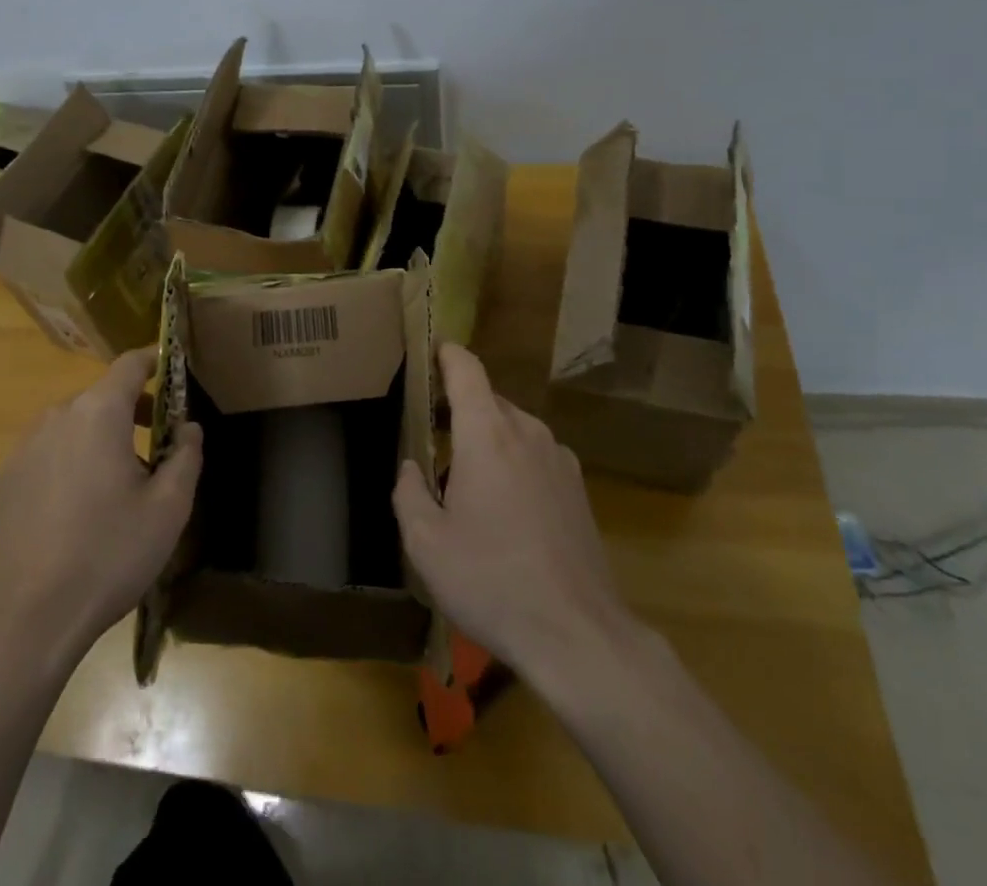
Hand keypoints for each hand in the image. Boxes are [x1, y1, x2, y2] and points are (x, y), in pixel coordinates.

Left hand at [0, 351, 202, 676]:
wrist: (25, 620)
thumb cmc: (108, 555)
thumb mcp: (168, 508)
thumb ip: (186, 455)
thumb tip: (187, 427)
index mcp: (99, 413)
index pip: (130, 364)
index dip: (155, 361)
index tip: (174, 370)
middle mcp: (57, 417)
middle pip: (103, 396)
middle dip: (134, 410)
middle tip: (160, 446)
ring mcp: (25, 448)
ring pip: (75, 424)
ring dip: (103, 436)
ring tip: (123, 482)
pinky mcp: (7, 479)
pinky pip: (51, 451)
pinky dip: (74, 458)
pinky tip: (82, 507)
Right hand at [393, 343, 647, 688]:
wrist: (578, 635)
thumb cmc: (491, 581)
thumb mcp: (426, 543)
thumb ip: (408, 491)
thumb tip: (412, 467)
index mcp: (487, 434)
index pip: (466, 369)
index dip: (445, 353)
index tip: (427, 352)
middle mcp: (527, 432)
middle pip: (487, 400)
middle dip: (458, 410)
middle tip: (431, 440)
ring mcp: (559, 458)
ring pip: (512, 429)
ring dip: (486, 442)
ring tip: (466, 487)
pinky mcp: (578, 487)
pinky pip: (534, 455)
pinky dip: (512, 464)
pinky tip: (505, 514)